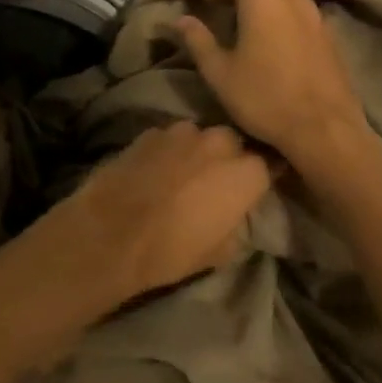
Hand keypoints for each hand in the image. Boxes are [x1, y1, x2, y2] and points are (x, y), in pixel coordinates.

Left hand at [40, 122, 271, 305]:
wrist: (114, 232)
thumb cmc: (173, 250)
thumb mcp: (221, 251)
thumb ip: (236, 221)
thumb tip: (234, 212)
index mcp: (245, 172)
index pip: (267, 165)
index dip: (259, 178)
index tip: (253, 188)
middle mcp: (218, 141)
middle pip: (233, 143)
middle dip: (228, 158)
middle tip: (215, 182)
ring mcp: (182, 131)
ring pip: (200, 136)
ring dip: (197, 151)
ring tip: (182, 175)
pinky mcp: (151, 131)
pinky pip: (169, 139)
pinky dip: (168, 151)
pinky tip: (155, 170)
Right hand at [173, 0, 367, 167]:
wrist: (326, 131)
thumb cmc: (265, 98)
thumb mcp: (220, 72)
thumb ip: (198, 39)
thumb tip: (181, 20)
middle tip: (204, 0)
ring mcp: (312, 11)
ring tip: (231, 15)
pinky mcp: (326, 31)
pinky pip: (291, 10)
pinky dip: (271, 13)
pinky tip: (263, 33)